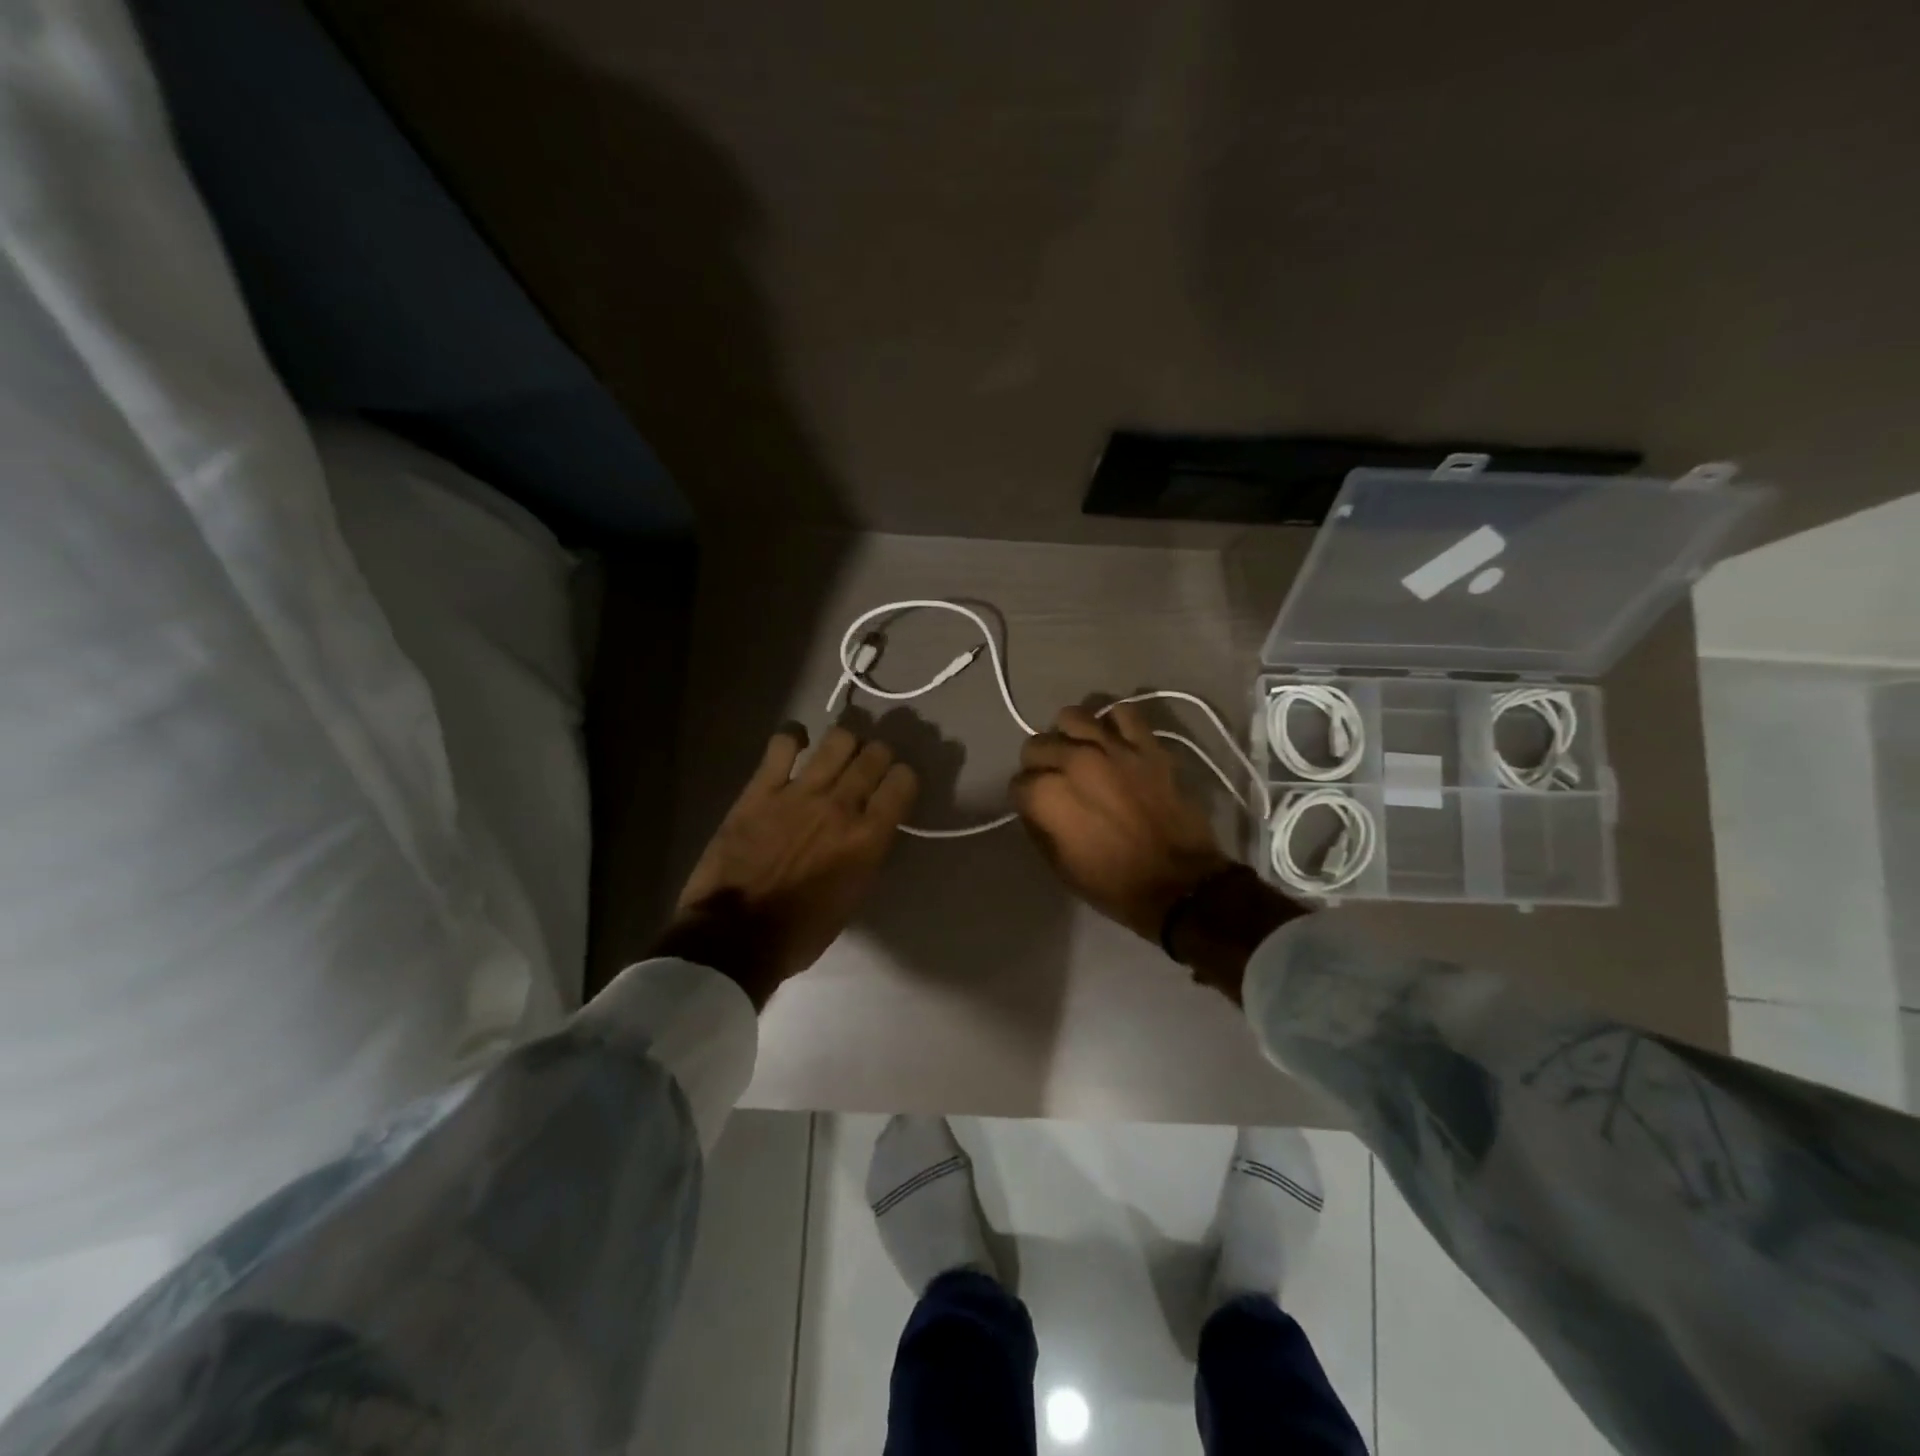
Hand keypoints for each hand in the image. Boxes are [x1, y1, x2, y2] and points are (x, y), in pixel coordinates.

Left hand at [655, 725, 917, 1005]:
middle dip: (878, 756)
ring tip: (836, 754)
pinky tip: (795, 744)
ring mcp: (800, 792)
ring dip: (845, 743)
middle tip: (868, 767)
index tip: (895, 785)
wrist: (734, 937)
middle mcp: (841, 806)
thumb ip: (866, 853)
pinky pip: (783, 743)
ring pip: (838, 740)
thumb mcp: (852, 897)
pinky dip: (793, 736)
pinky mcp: (761, 788)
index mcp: (868, 838)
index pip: (903, 781)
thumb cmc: (800, 931)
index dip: (903, 778)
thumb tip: (870, 827)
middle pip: (875, 754)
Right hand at [1010, 703, 1234, 943]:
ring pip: (1072, 717)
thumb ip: (1040, 825)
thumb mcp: (1060, 865)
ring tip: (1078, 752)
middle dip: (1039, 763)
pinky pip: (1123, 713)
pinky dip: (1113, 722)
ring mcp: (1112, 748)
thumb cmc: (1114, 884)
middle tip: (1055, 780)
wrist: (1179, 884)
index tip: (1036, 807)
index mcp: (1048, 795)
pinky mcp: (1146, 745)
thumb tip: (1036, 805)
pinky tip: (1113, 740)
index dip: (1025, 797)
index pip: (1018, 782)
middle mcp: (1073, 761)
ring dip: (1069, 734)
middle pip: (1037, 744)